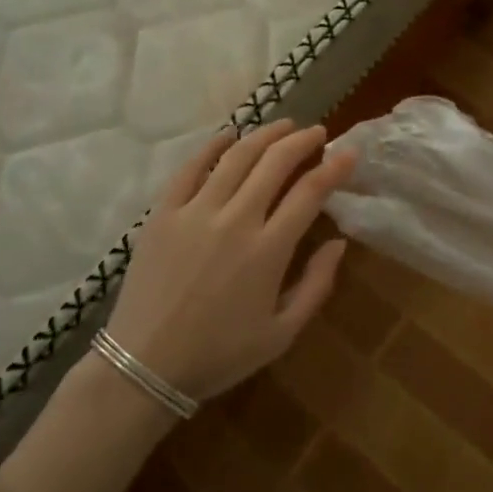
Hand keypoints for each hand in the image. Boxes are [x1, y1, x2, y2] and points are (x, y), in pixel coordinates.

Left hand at [106, 120, 355, 400]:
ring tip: (283, 125)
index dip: (334, 168)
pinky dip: (213, 146)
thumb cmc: (219, 354)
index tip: (348, 153)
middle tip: (317, 132)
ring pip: (236, 156)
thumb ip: (316, 285)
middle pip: (275, 163)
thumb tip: (339, 242)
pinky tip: (229, 135)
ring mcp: (195, 211)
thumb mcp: (281, 333)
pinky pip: (190, 168)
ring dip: (264, 135)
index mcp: (268, 250)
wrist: (144, 366)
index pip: (309, 192)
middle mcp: (235, 220)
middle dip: (302, 141)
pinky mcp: (163, 212)